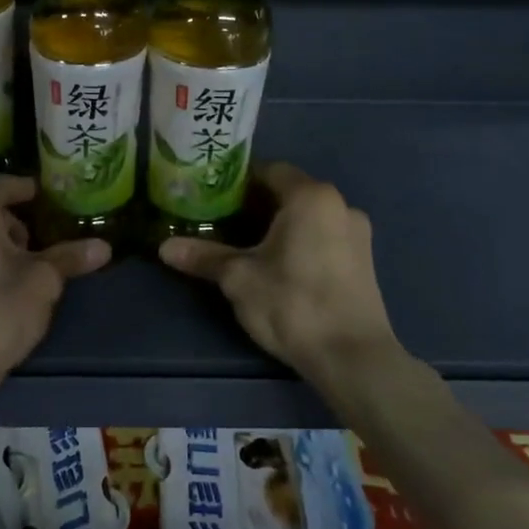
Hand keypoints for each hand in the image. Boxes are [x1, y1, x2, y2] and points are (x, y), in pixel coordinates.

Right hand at [160, 162, 404, 393]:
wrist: (352, 358)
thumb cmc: (293, 304)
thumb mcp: (239, 278)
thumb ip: (204, 257)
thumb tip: (164, 247)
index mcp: (311, 196)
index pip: (269, 170)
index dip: (238, 182)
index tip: (212, 198)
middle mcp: (340, 205)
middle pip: (289, 193)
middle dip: (256, 205)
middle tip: (222, 223)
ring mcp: (358, 233)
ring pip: (309, 217)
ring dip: (280, 225)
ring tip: (248, 247)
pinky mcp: (365, 261)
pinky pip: (325, 237)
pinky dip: (302, 242)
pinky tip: (281, 267)